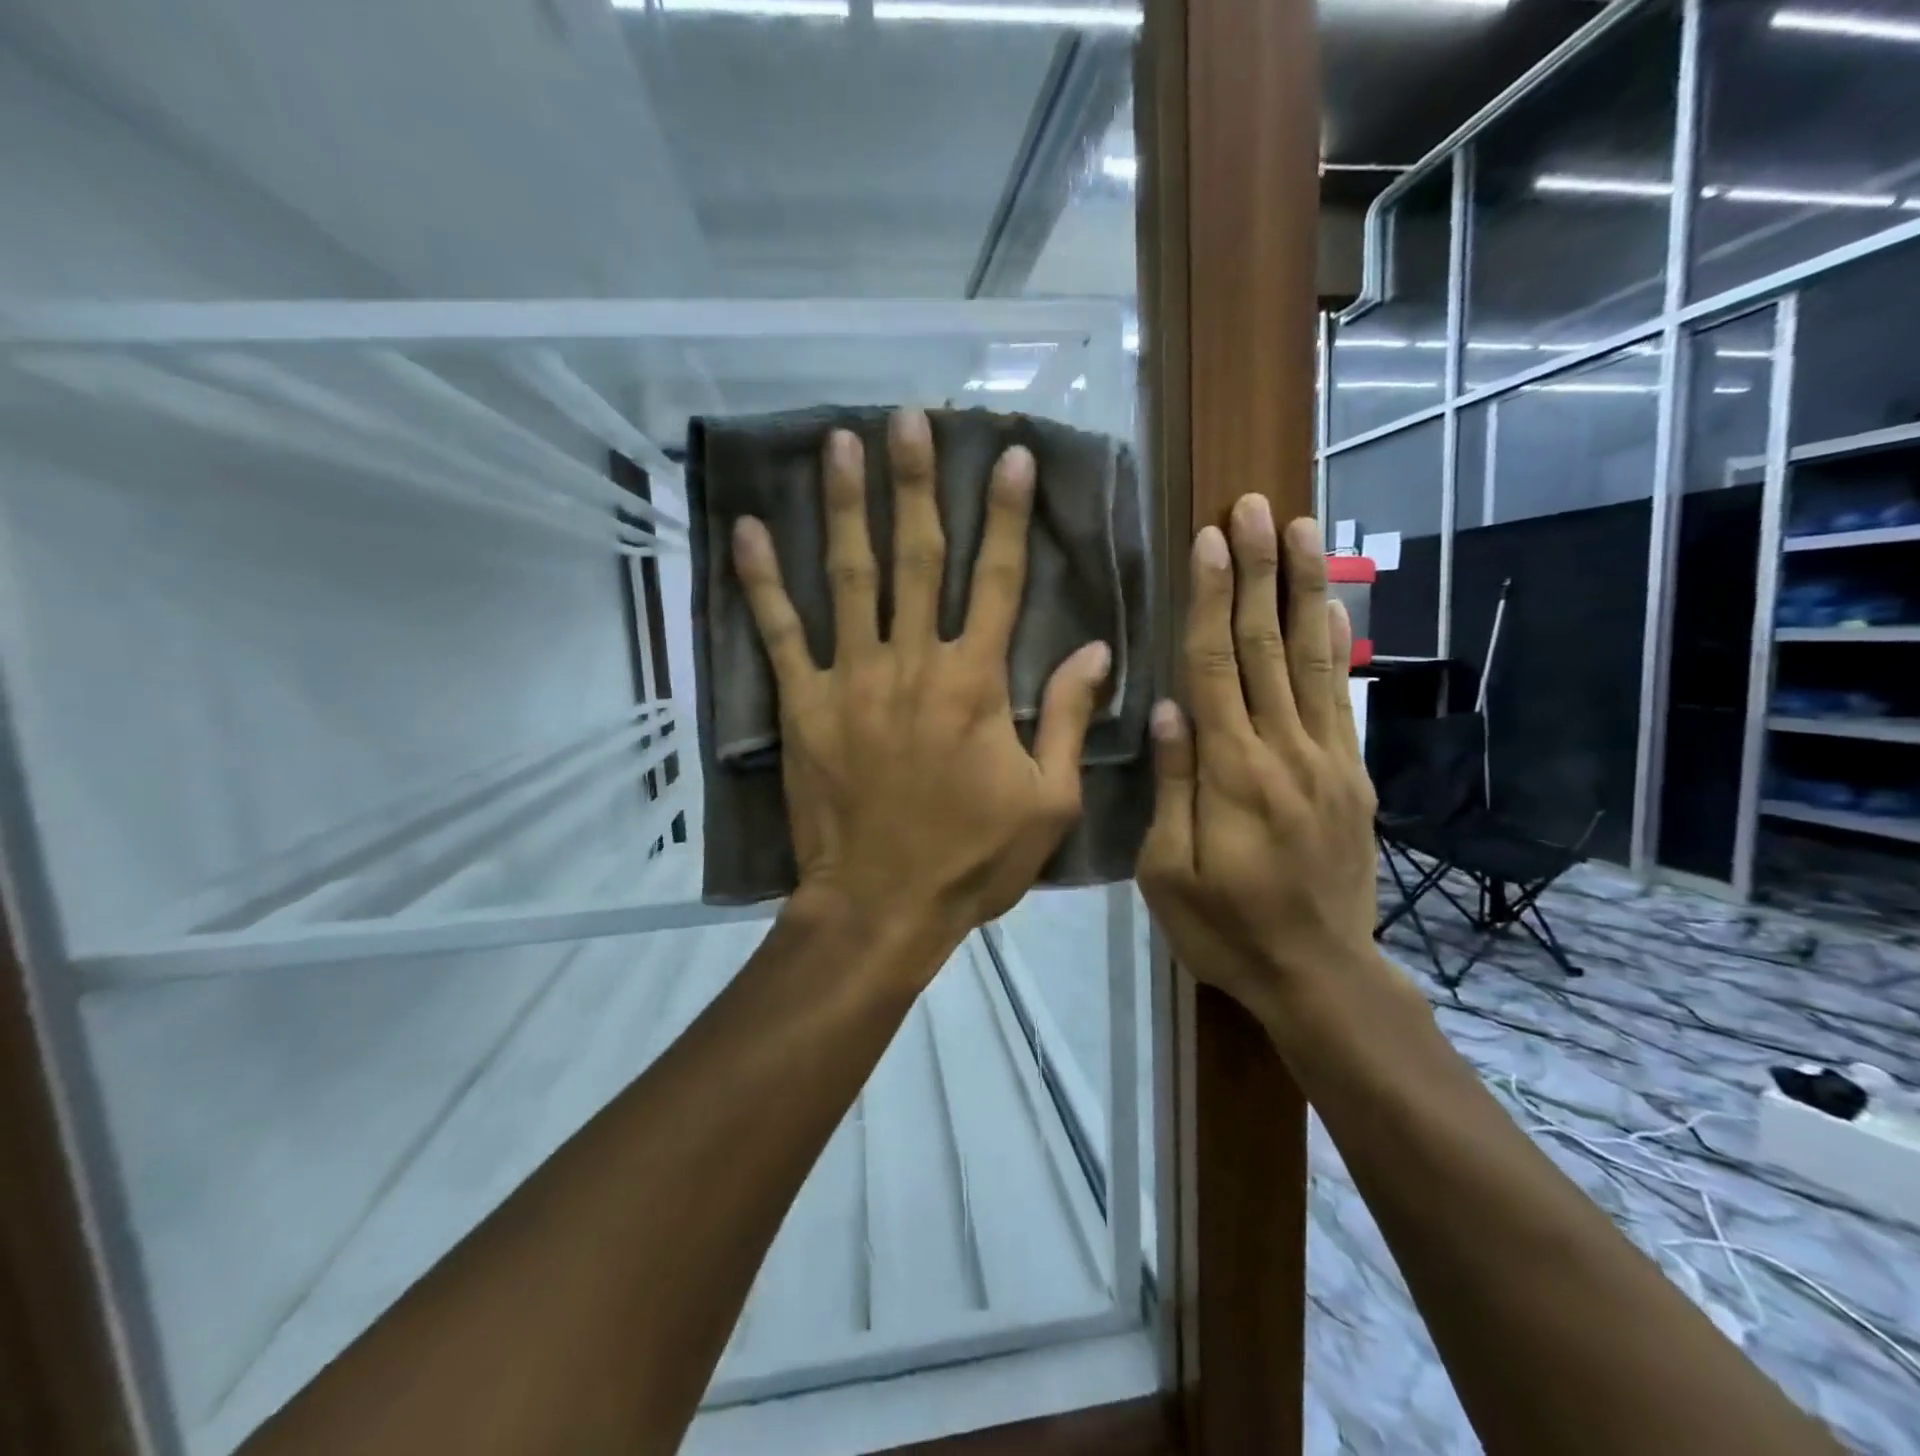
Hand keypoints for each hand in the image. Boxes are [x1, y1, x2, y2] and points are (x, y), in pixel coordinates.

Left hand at [733, 408, 1110, 957]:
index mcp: (977, 682)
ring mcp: (852, 679)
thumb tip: (1096, 650)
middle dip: (919, 483)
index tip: (1010, 455)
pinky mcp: (804, 705)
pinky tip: (751, 530)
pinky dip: (763, 581)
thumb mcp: (1048, 800)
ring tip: (842, 442)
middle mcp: (914, 662)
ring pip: (849, 577)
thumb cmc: (972, 859)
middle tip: (913, 417)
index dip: (1007, 515)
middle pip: (918, 558)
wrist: (882, 905)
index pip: (998, 579)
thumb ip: (1071, 720)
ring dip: (848, 506)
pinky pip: (780, 633)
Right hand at [1137, 499, 1382, 1024]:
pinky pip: (1342, 698)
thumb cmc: (1225, 928)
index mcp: (1232, 773)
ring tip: (1300, 529)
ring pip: (1311, 659)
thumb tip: (1168, 708)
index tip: (1209, 540)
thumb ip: (1173, 785)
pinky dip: (1337, 645)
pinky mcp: (1351, 776)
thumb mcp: (1168, 871)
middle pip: (1265, 647)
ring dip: (1303, 589)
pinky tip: (1332, 606)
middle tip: (1254, 507)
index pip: (1215, 667)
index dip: (1210, 600)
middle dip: (1257, 572)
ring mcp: (1326, 760)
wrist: (1320, 974)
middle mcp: (1284, 751)